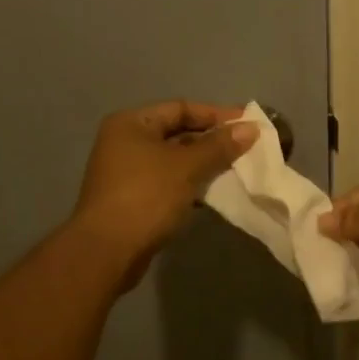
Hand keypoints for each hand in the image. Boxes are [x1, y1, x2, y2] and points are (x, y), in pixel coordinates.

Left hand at [71, 101, 257, 283]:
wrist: (107, 251)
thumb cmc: (146, 196)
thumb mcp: (187, 167)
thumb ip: (219, 146)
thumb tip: (251, 128)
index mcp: (131, 123)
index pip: (180, 108)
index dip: (216, 115)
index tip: (248, 124)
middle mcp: (125, 142)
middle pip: (176, 133)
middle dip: (211, 140)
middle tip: (246, 147)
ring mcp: (126, 172)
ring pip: (173, 160)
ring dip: (203, 164)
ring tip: (236, 169)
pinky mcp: (132, 199)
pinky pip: (168, 182)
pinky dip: (190, 183)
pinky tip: (214, 192)